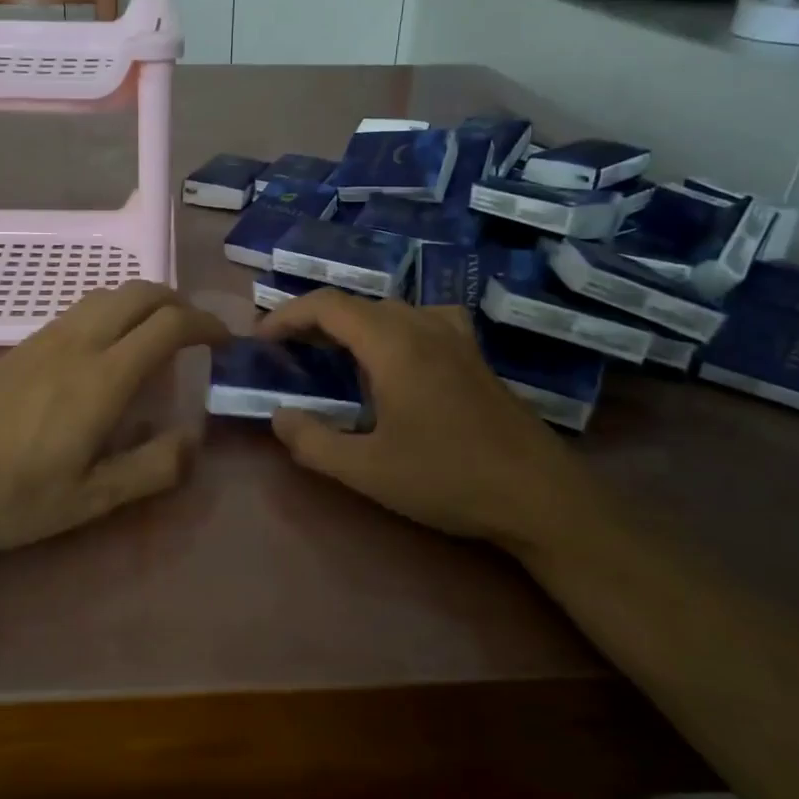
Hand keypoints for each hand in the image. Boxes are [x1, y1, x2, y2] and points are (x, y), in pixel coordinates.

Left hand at [0, 281, 229, 556]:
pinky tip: (111, 347)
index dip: (206, 325)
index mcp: (102, 378)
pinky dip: (114, 310)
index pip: (169, 325)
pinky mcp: (24, 343)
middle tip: (197, 333)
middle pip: (140, 292)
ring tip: (160, 335)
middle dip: (179, 302)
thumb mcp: (93, 501)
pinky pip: (82, 307)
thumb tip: (193, 439)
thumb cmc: (15, 497)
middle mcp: (78, 343)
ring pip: (109, 293)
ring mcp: (47, 337)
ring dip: (145, 301)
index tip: (225, 342)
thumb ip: (153, 468)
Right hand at [256, 290, 613, 551]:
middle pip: (357, 304)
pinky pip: (421, 320)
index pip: (328, 305)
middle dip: (314, 321)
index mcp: (393, 344)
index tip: (261, 340)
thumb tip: (278, 417)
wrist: (538, 495)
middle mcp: (423, 326)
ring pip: (390, 310)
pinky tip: (395, 357)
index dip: (287, 315)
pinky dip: (390, 328)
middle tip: (287, 351)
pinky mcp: (474, 354)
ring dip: (352, 324)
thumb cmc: (447, 478)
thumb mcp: (367, 470)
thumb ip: (312, 441)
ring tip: (330, 353)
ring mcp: (455, 337)